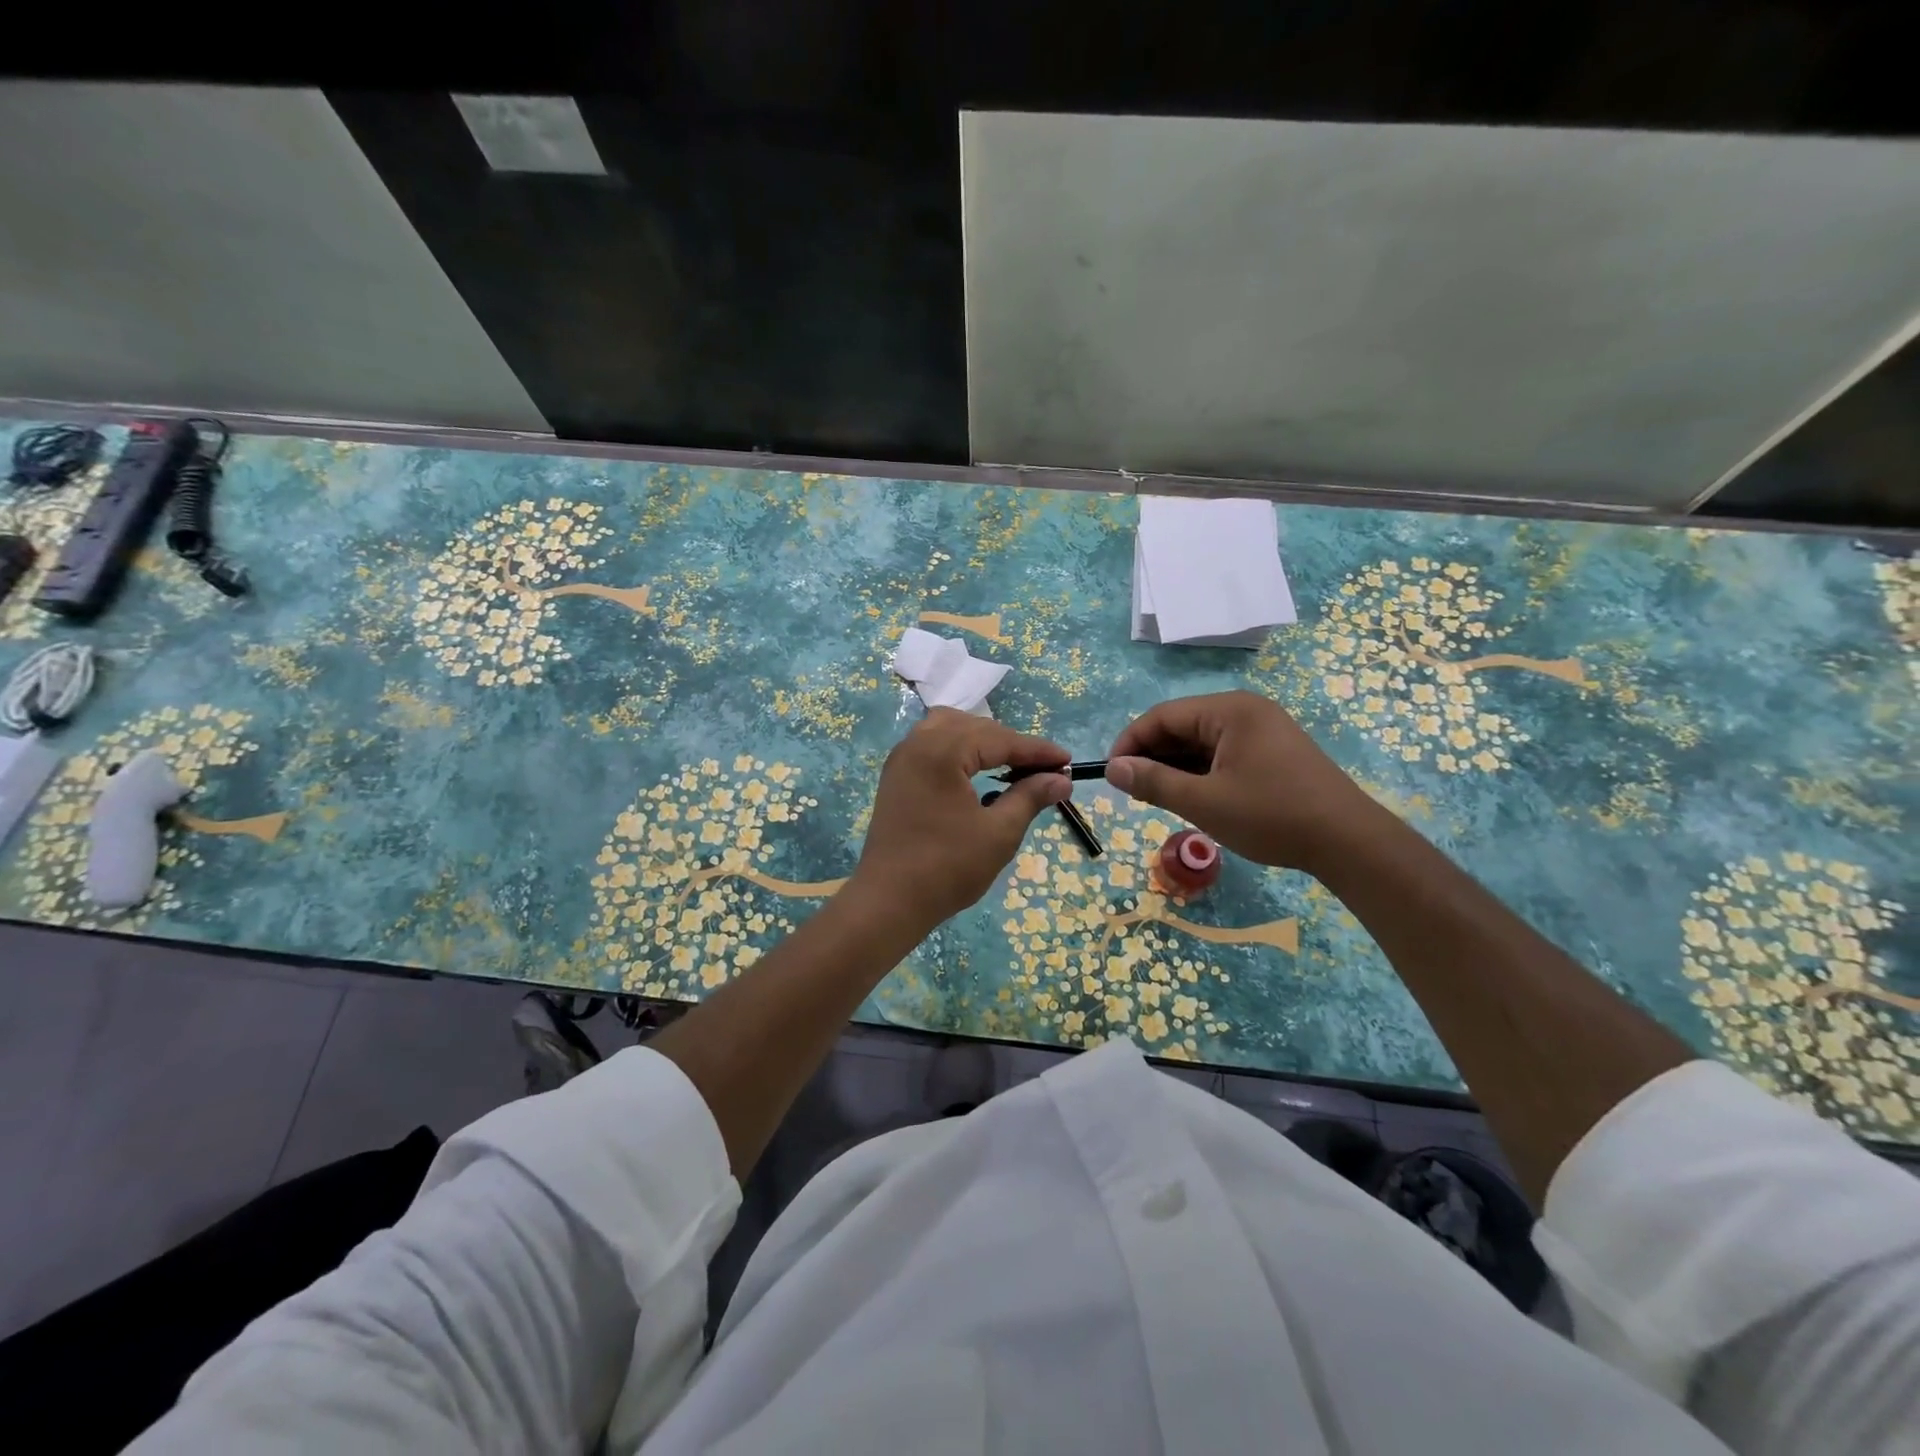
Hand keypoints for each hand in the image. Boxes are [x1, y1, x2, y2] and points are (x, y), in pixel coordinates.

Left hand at [849, 709, 1070, 929]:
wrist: (888, 901)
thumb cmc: (947, 868)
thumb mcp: (999, 833)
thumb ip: (1030, 797)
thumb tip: (1061, 780)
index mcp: (942, 751)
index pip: (1000, 739)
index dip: (1037, 750)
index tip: (1067, 762)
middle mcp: (918, 743)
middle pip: (975, 728)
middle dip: (1011, 744)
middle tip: (1043, 770)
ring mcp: (902, 758)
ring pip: (950, 729)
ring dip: (982, 742)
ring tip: (1009, 765)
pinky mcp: (896, 775)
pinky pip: (932, 744)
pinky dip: (958, 750)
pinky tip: (975, 771)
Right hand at [1106, 691, 1380, 873]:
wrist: (1349, 843)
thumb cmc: (1272, 816)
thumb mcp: (1204, 802)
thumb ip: (1153, 782)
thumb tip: (1112, 769)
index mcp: (1229, 711)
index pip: (1162, 716)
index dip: (1130, 743)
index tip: (1111, 774)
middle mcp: (1245, 711)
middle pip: (1181, 726)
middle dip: (1152, 757)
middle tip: (1132, 792)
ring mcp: (1262, 731)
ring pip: (1201, 743)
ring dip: (1174, 767)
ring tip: (1156, 799)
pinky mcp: (1273, 753)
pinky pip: (1222, 754)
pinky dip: (1200, 773)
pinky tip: (1189, 797)